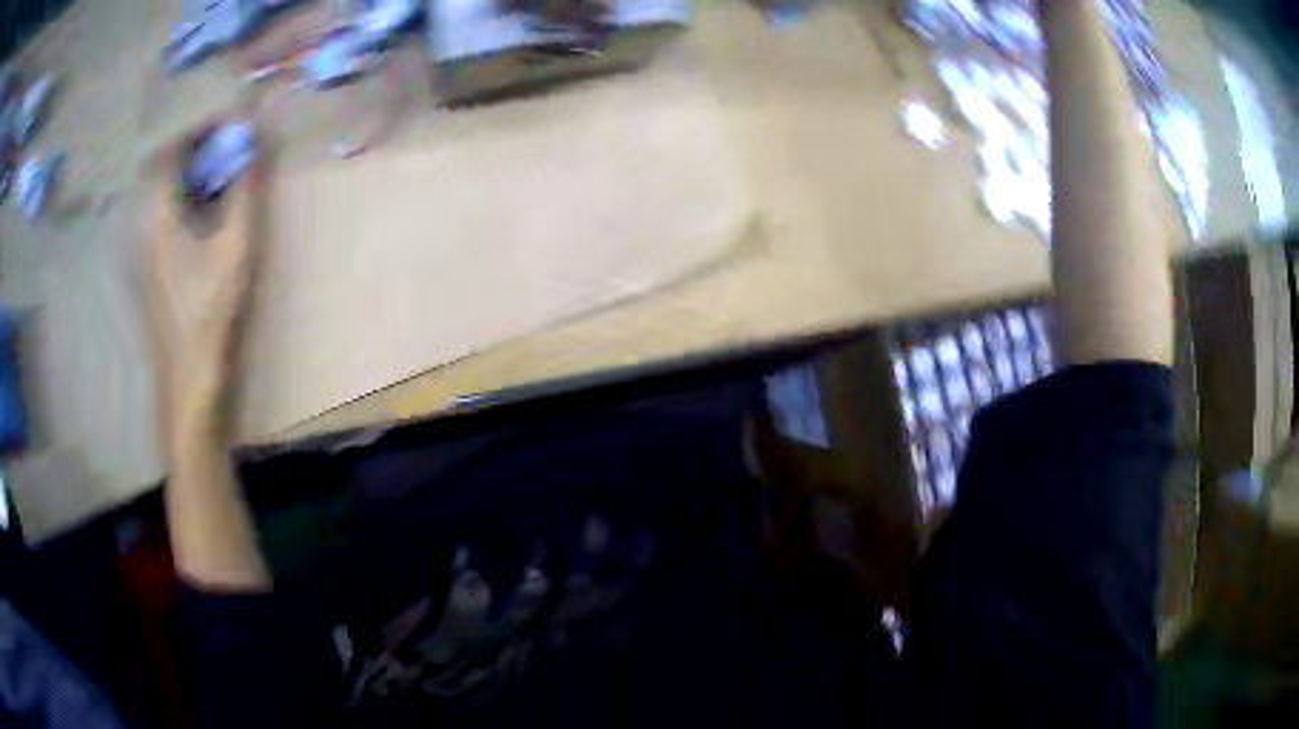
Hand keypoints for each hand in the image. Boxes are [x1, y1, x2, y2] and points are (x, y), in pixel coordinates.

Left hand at [142, 128, 264, 447]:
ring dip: (190, 171)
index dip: (200, 127)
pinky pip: (161, 212)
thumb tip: (256, 142)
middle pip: (163, 165)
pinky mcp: (146, 263)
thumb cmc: (208, 313)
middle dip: (197, 146)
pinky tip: (204, 210)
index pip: (170, 148)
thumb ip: (244, 190)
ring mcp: (140, 246)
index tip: (231, 122)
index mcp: (157, 215)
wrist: (187, 379)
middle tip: (230, 144)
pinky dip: (183, 197)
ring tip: (222, 170)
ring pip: (161, 189)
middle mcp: (141, 223)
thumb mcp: (234, 248)